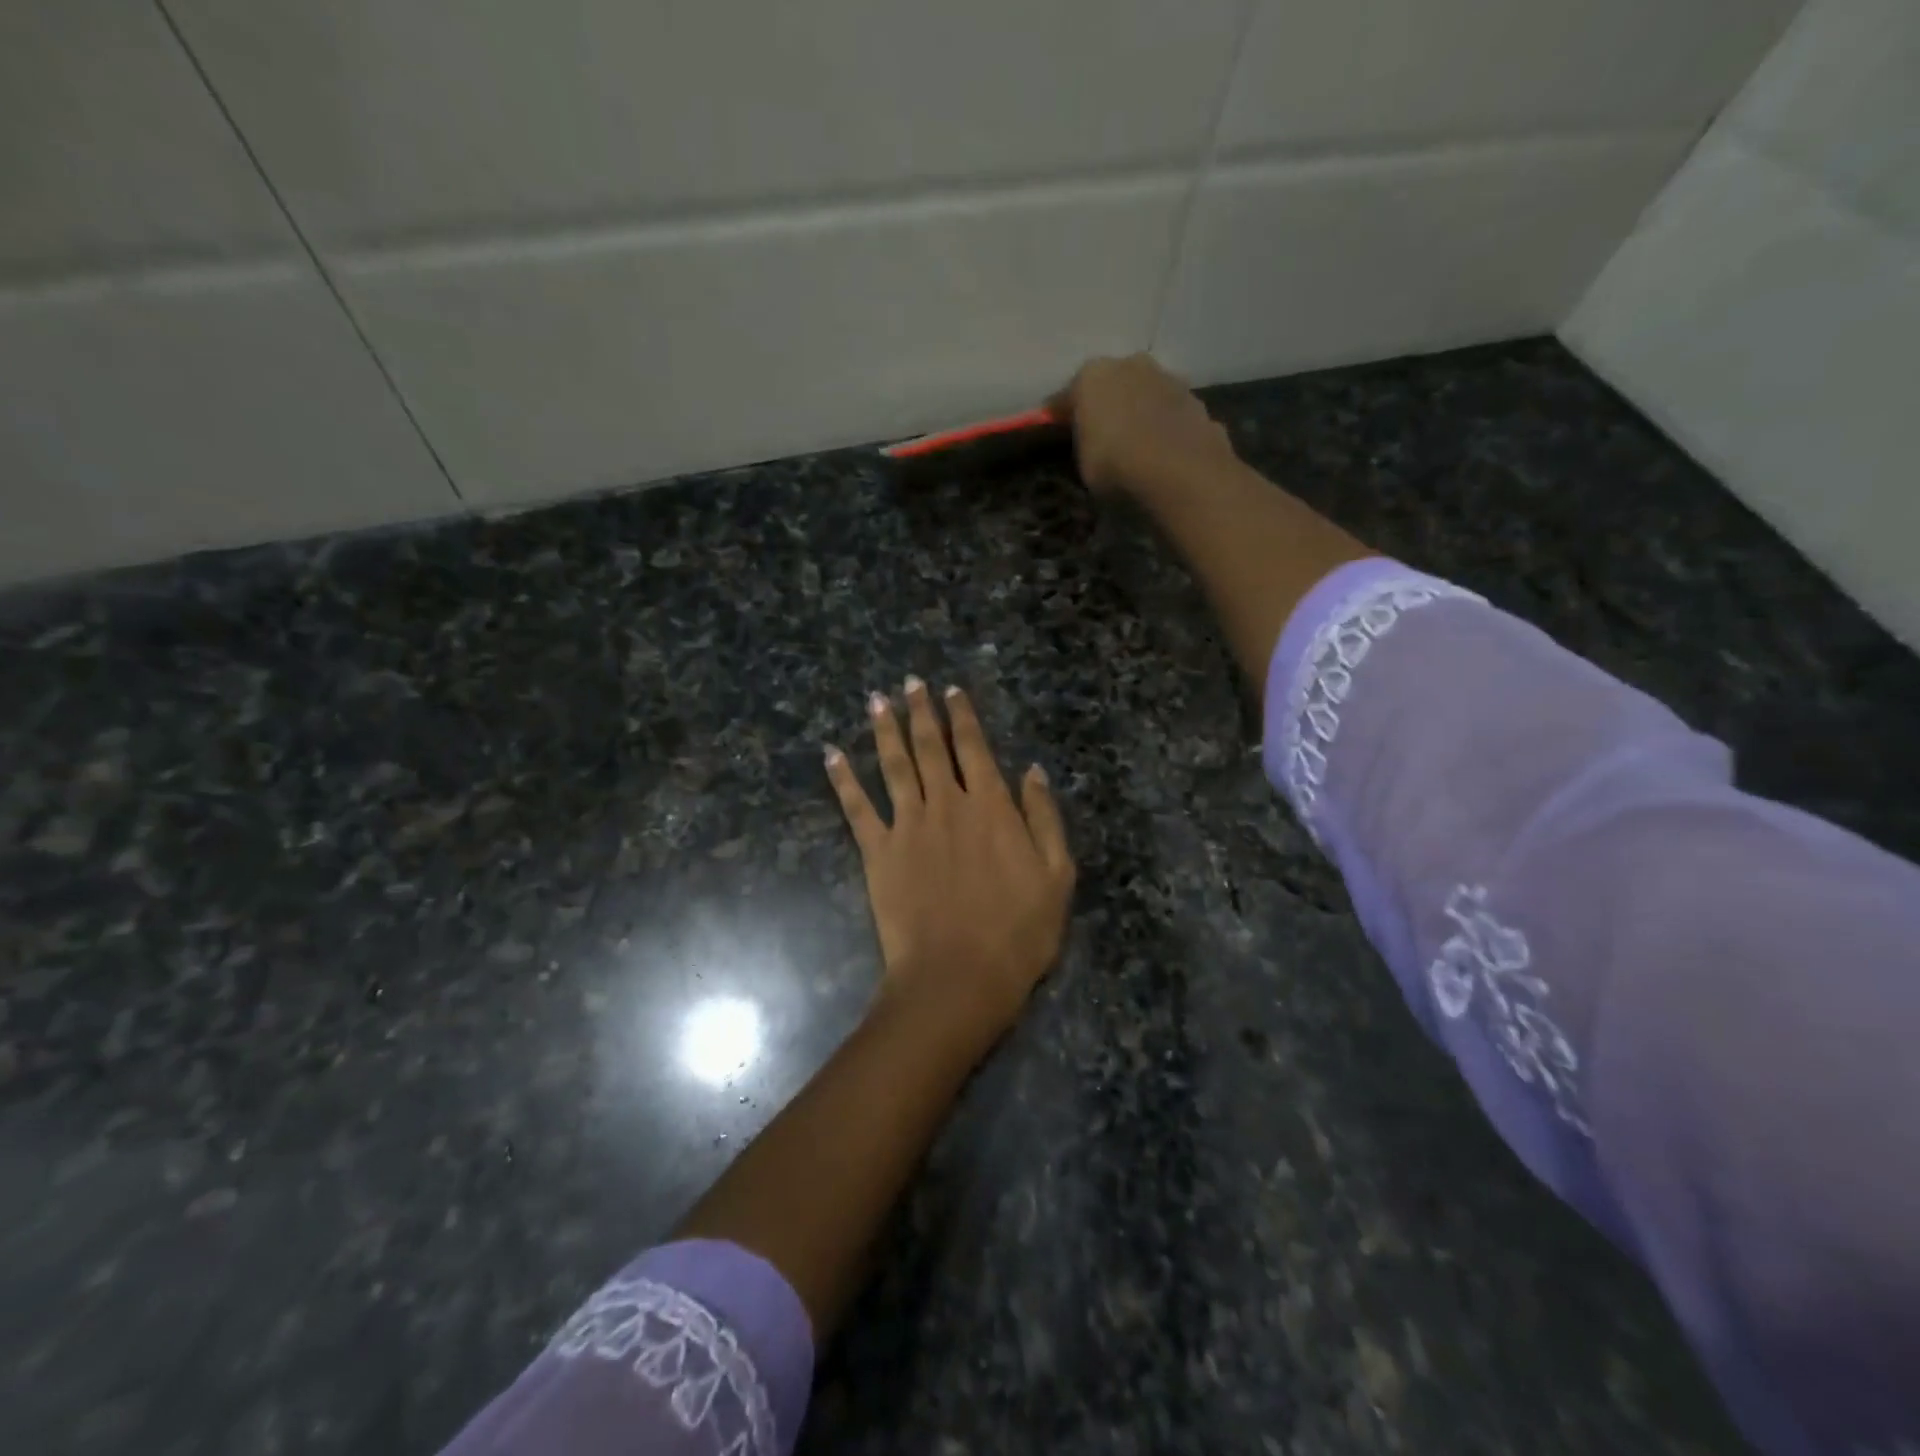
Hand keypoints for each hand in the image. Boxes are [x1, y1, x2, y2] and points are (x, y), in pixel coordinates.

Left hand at [825, 677, 1074, 1048]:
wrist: (958, 977)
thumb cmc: (1017, 932)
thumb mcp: (1057, 876)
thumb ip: (1044, 818)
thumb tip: (1032, 771)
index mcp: (990, 806)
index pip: (973, 747)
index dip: (963, 715)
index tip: (952, 690)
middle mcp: (945, 804)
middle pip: (930, 746)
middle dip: (921, 710)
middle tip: (910, 682)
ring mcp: (907, 825)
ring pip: (893, 765)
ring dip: (884, 729)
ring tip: (875, 700)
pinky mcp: (877, 852)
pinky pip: (856, 807)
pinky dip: (843, 778)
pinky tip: (831, 754)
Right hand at [1050, 353, 1236, 498]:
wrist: (1181, 472)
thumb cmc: (1116, 465)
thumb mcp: (1083, 463)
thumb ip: (1084, 443)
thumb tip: (1090, 439)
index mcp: (1091, 375)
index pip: (1067, 396)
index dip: (1061, 417)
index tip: (1056, 434)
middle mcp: (1130, 365)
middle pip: (1111, 385)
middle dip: (1106, 405)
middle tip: (1101, 436)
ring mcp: (1168, 378)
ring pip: (1145, 394)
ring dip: (1140, 412)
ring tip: (1137, 444)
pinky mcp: (1197, 400)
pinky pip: (1171, 414)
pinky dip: (1166, 427)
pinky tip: (1164, 451)